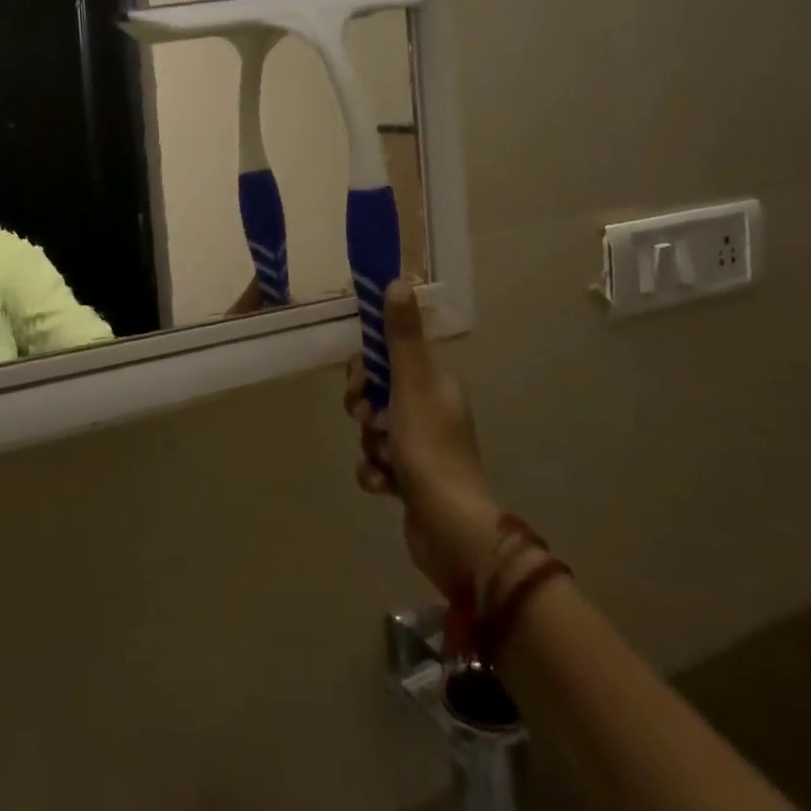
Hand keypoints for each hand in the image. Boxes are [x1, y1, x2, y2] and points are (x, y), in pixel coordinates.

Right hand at [346, 283, 501, 598]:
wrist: (450, 529)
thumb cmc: (429, 448)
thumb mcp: (411, 384)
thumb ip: (401, 336)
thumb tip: (398, 281)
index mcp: (435, 385)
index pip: (391, 356)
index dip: (368, 365)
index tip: (360, 379)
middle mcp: (430, 411)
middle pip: (378, 392)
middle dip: (364, 406)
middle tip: (366, 418)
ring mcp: (422, 448)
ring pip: (374, 429)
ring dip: (370, 443)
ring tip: (381, 459)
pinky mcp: (411, 480)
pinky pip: (377, 463)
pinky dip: (375, 472)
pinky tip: (383, 485)